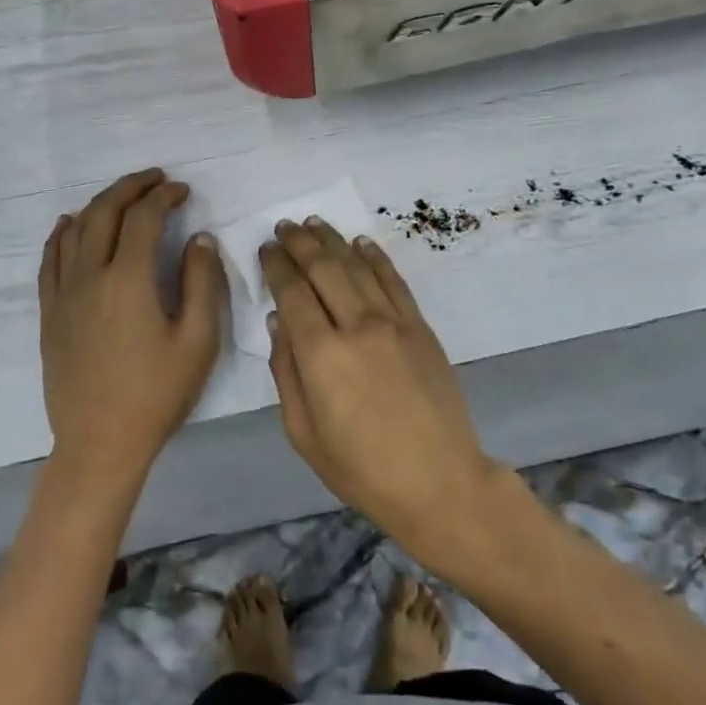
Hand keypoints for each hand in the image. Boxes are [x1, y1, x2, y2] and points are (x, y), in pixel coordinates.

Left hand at [39, 168, 226, 484]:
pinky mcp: (49, 312)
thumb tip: (198, 238)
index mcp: (129, 281)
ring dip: (101, 203)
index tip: (182, 190)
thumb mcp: (197, 341)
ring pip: (76, 230)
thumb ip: (202, 283)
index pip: (144, 218)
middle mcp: (90, 276)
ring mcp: (63, 293)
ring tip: (124, 195)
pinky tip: (71, 223)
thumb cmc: (156, 395)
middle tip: (155, 179)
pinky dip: (62, 233)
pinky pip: (50, 258)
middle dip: (131, 188)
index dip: (164, 197)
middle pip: (105, 212)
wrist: (100, 443)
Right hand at [262, 220, 499, 562]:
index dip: (276, 266)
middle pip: (323, 268)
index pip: (292, 292)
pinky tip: (360, 242)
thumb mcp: (304, 434)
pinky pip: (394, 280)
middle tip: (283, 226)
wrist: (440, 482)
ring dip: (331, 240)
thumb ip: (286, 372)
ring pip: (356, 265)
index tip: (265, 249)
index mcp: (321, 355)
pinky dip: (375, 256)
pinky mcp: (420, 326)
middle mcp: (356, 326)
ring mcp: (393, 322)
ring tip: (312, 222)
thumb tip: (277, 322)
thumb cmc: (362, 469)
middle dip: (299, 242)